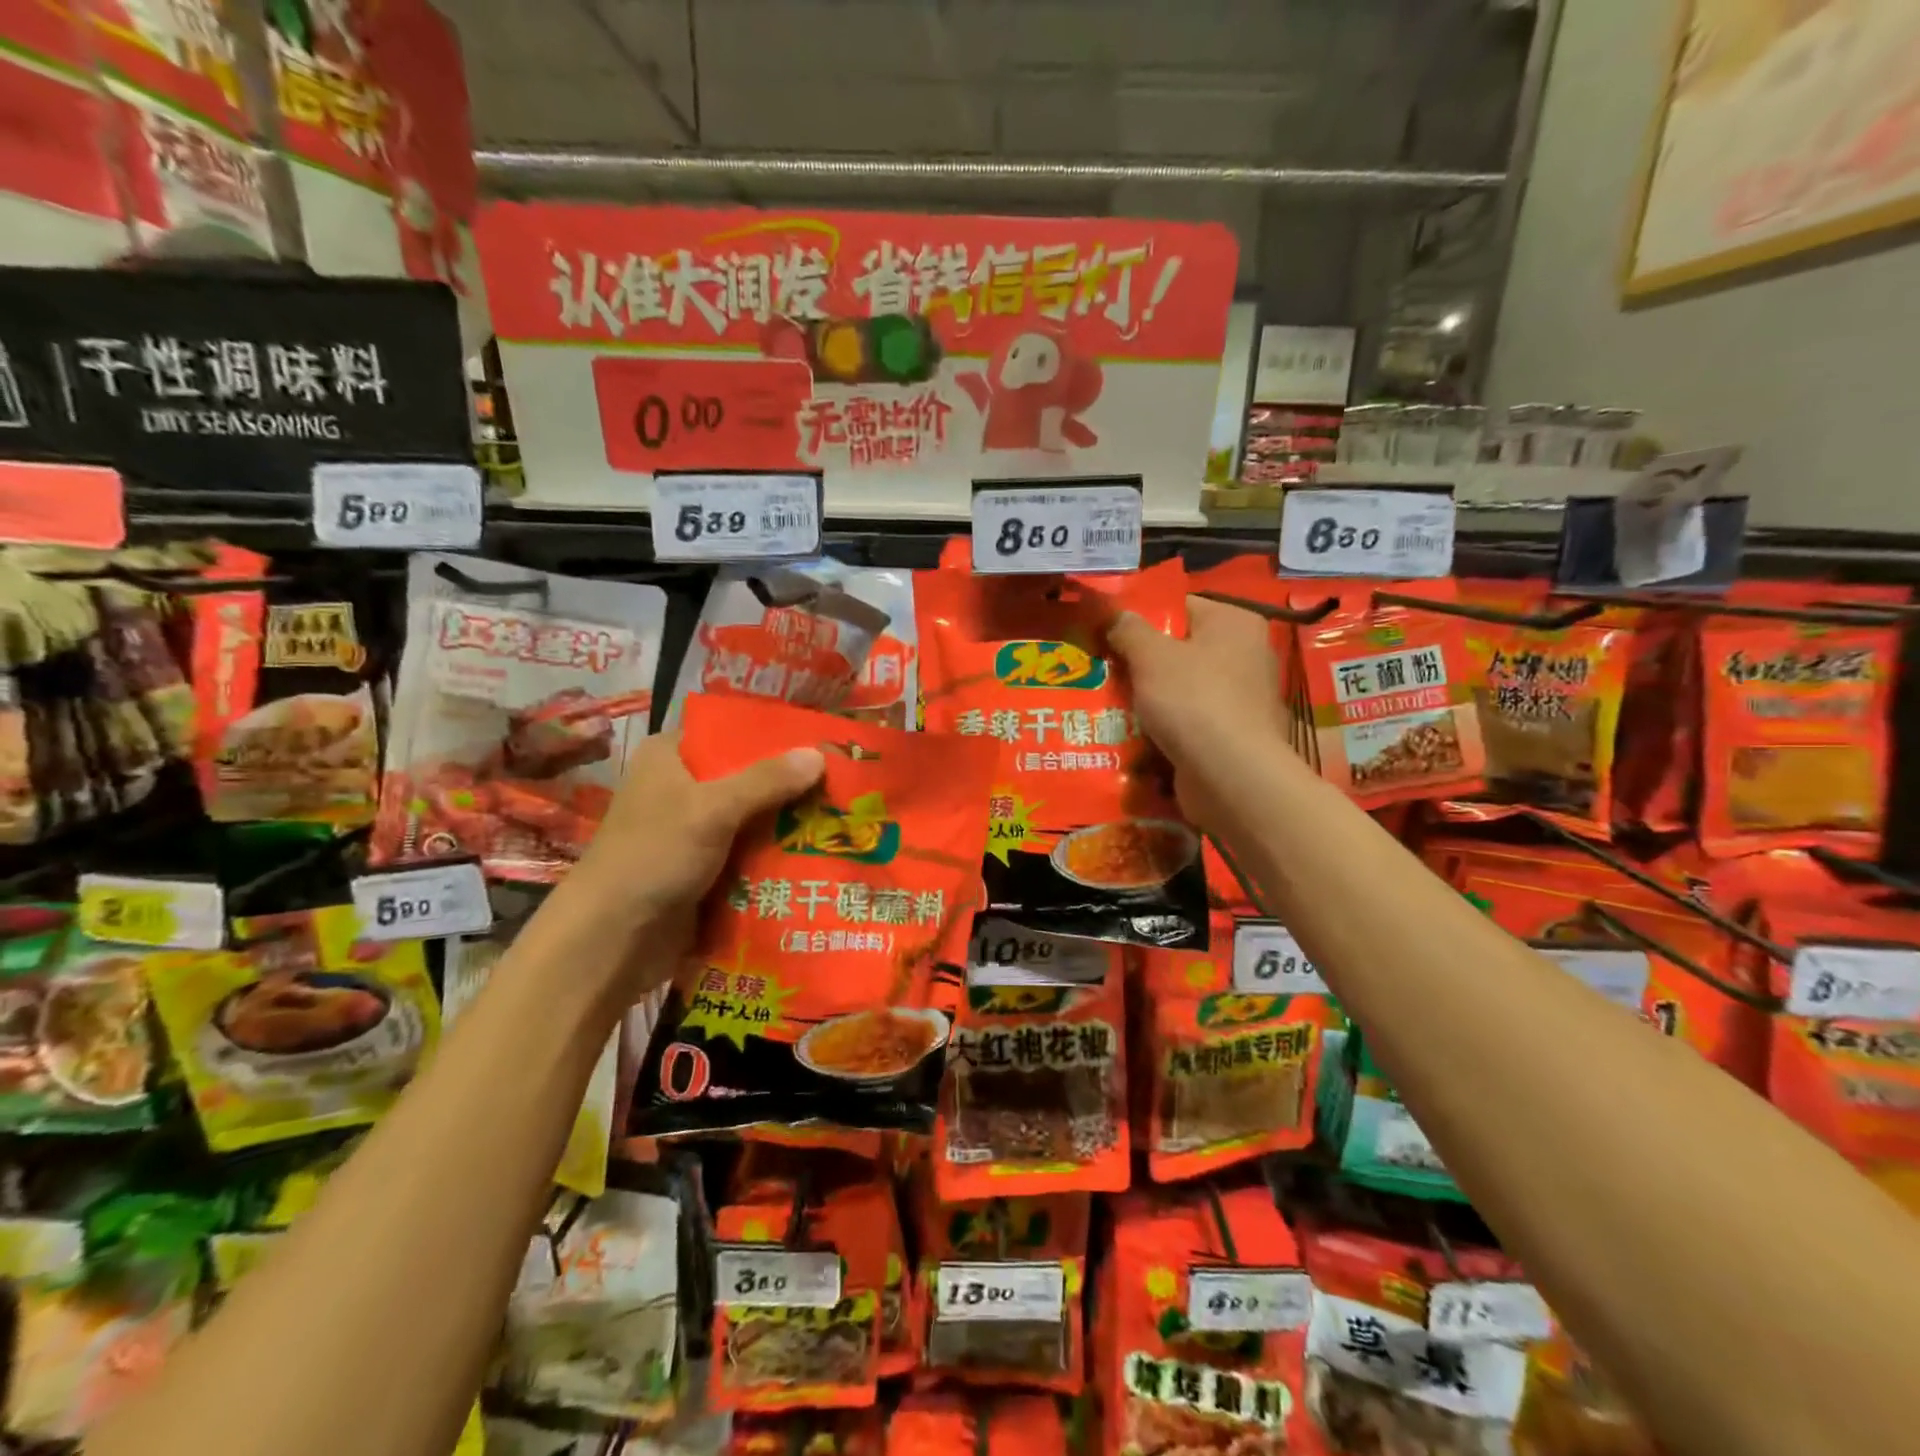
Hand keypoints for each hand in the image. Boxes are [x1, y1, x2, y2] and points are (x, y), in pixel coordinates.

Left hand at [543, 732, 824, 1004]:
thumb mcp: (712, 810)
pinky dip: (776, 854)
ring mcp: (693, 831)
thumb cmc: (653, 857)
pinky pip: (749, 852)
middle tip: (845, 784)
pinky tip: (819, 854)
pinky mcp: (704, 868)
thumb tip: (820, 754)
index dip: (775, 735)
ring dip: (789, 822)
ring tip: (844, 819)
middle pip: (748, 776)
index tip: (823, 742)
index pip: (731, 732)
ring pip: (753, 817)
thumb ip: (767, 781)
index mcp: (672, 756)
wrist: (611, 941)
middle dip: (792, 784)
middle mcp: (681, 787)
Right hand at [1107, 598, 1294, 832]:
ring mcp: (1243, 698)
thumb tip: (1116, 615)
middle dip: (1141, 662)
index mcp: (1235, 623)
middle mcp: (1247, 654)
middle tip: (1102, 669)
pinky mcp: (1234, 735)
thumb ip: (1129, 629)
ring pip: (1181, 688)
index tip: (1108, 633)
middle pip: (1180, 649)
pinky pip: (1189, 721)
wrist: (1230, 775)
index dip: (1141, 617)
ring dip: (1149, 698)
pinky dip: (1165, 727)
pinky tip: (1134, 735)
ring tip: (1108, 704)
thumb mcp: (1151, 655)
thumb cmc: (1192, 700)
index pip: (1181, 606)